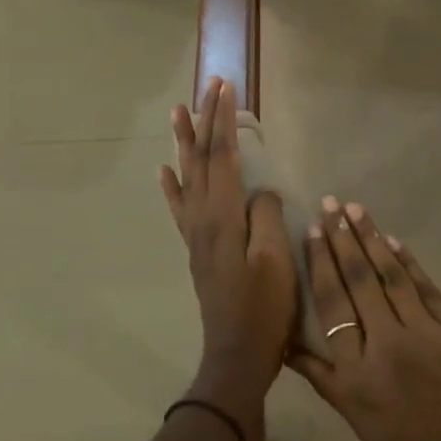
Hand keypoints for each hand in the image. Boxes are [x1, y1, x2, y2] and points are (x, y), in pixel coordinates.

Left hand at [159, 78, 296, 424]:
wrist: (237, 355)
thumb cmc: (264, 309)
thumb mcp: (276, 262)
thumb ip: (266, 218)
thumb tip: (261, 192)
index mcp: (224, 217)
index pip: (223, 156)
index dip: (224, 120)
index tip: (225, 88)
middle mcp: (203, 218)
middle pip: (202, 159)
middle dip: (206, 120)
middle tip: (208, 85)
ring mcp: (196, 234)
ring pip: (187, 177)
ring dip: (184, 143)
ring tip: (178, 112)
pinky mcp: (197, 249)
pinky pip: (180, 208)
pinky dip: (171, 185)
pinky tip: (164, 170)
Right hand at [292, 199, 440, 440]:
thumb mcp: (361, 426)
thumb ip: (327, 381)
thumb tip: (290, 347)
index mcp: (356, 376)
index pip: (332, 305)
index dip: (321, 264)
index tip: (313, 231)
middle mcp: (386, 345)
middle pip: (359, 280)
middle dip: (343, 238)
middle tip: (330, 203)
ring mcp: (425, 333)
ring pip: (391, 276)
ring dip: (372, 238)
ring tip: (356, 209)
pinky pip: (427, 287)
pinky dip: (409, 262)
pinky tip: (395, 241)